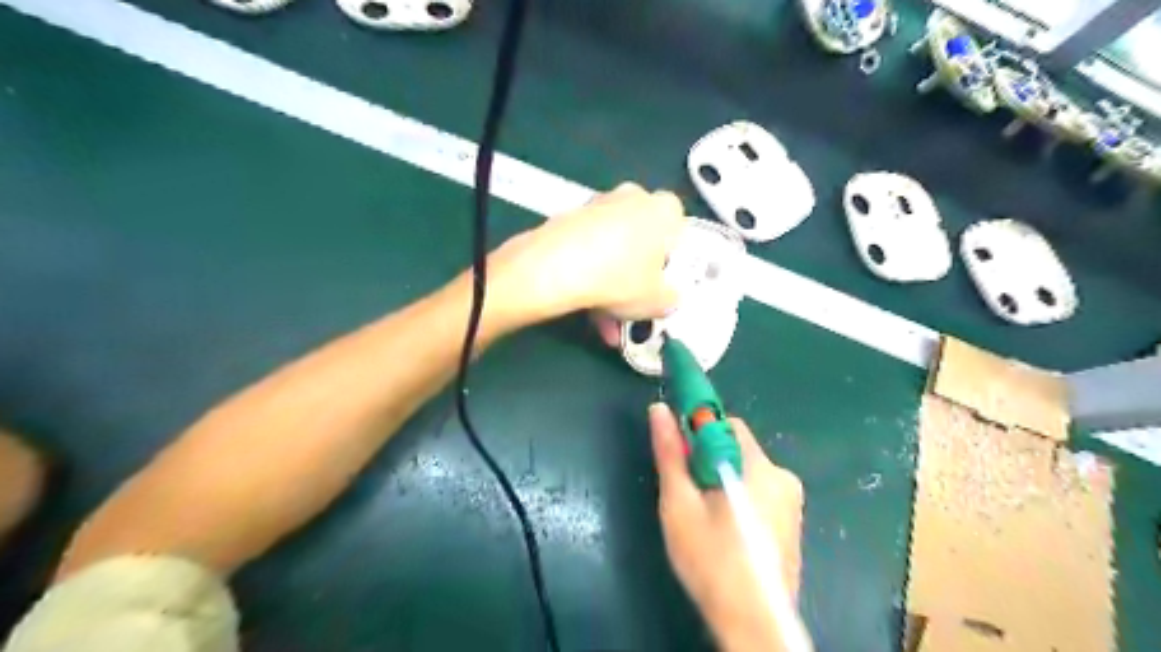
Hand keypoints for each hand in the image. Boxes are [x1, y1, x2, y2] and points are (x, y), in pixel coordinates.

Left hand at [491, 183, 687, 322]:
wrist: (556, 267)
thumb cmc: (621, 278)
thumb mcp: (659, 301)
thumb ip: (670, 299)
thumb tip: (667, 298)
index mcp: (665, 209)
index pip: (679, 231)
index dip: (672, 262)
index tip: (661, 286)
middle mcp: (633, 197)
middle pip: (641, 241)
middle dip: (636, 278)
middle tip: (633, 307)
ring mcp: (597, 205)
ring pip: (612, 250)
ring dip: (611, 285)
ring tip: (606, 324)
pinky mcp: (567, 219)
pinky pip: (588, 250)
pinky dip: (589, 276)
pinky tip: (586, 309)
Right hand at [649, 405, 809, 649]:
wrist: (753, 625)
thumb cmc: (711, 561)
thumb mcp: (680, 504)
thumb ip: (671, 454)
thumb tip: (659, 410)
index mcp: (759, 467)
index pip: (726, 424)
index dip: (697, 432)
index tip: (680, 455)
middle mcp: (783, 477)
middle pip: (736, 449)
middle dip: (708, 461)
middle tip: (688, 494)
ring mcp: (792, 502)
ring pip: (746, 472)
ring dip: (722, 481)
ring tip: (704, 518)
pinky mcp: (793, 523)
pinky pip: (759, 493)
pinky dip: (738, 499)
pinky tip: (725, 532)